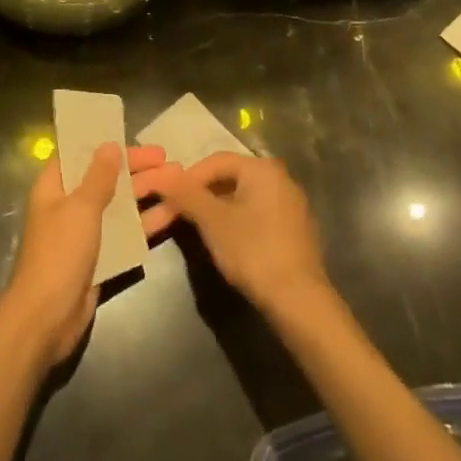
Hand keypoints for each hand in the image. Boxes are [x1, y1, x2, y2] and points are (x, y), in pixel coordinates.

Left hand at [0, 143, 179, 366]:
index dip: (104, 144)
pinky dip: (147, 222)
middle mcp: (69, 205)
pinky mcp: (101, 257)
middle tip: (168, 158)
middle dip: (136, 168)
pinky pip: (126, 232)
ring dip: (147, 192)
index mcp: (54, 186)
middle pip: (105, 178)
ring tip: (180, 179)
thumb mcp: (81, 208)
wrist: (46, 319)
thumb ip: (99, 176)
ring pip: (120, 204)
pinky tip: (173, 212)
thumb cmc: (59, 253)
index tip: (132, 136)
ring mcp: (86, 232)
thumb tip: (110, 145)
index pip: (79, 154)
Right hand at [142, 153, 327, 313]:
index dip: (188, 178)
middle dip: (204, 192)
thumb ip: (186, 194)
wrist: (299, 300)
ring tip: (201, 228)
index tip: (170, 198)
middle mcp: (281, 177)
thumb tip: (161, 174)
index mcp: (262, 168)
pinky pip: (259, 212)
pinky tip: (229, 241)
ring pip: (245, 195)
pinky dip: (239, 219)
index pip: (215, 160)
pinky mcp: (296, 228)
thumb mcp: (212, 221)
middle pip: (231, 176)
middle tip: (181, 213)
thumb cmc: (252, 251)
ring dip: (220, 207)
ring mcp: (292, 203)